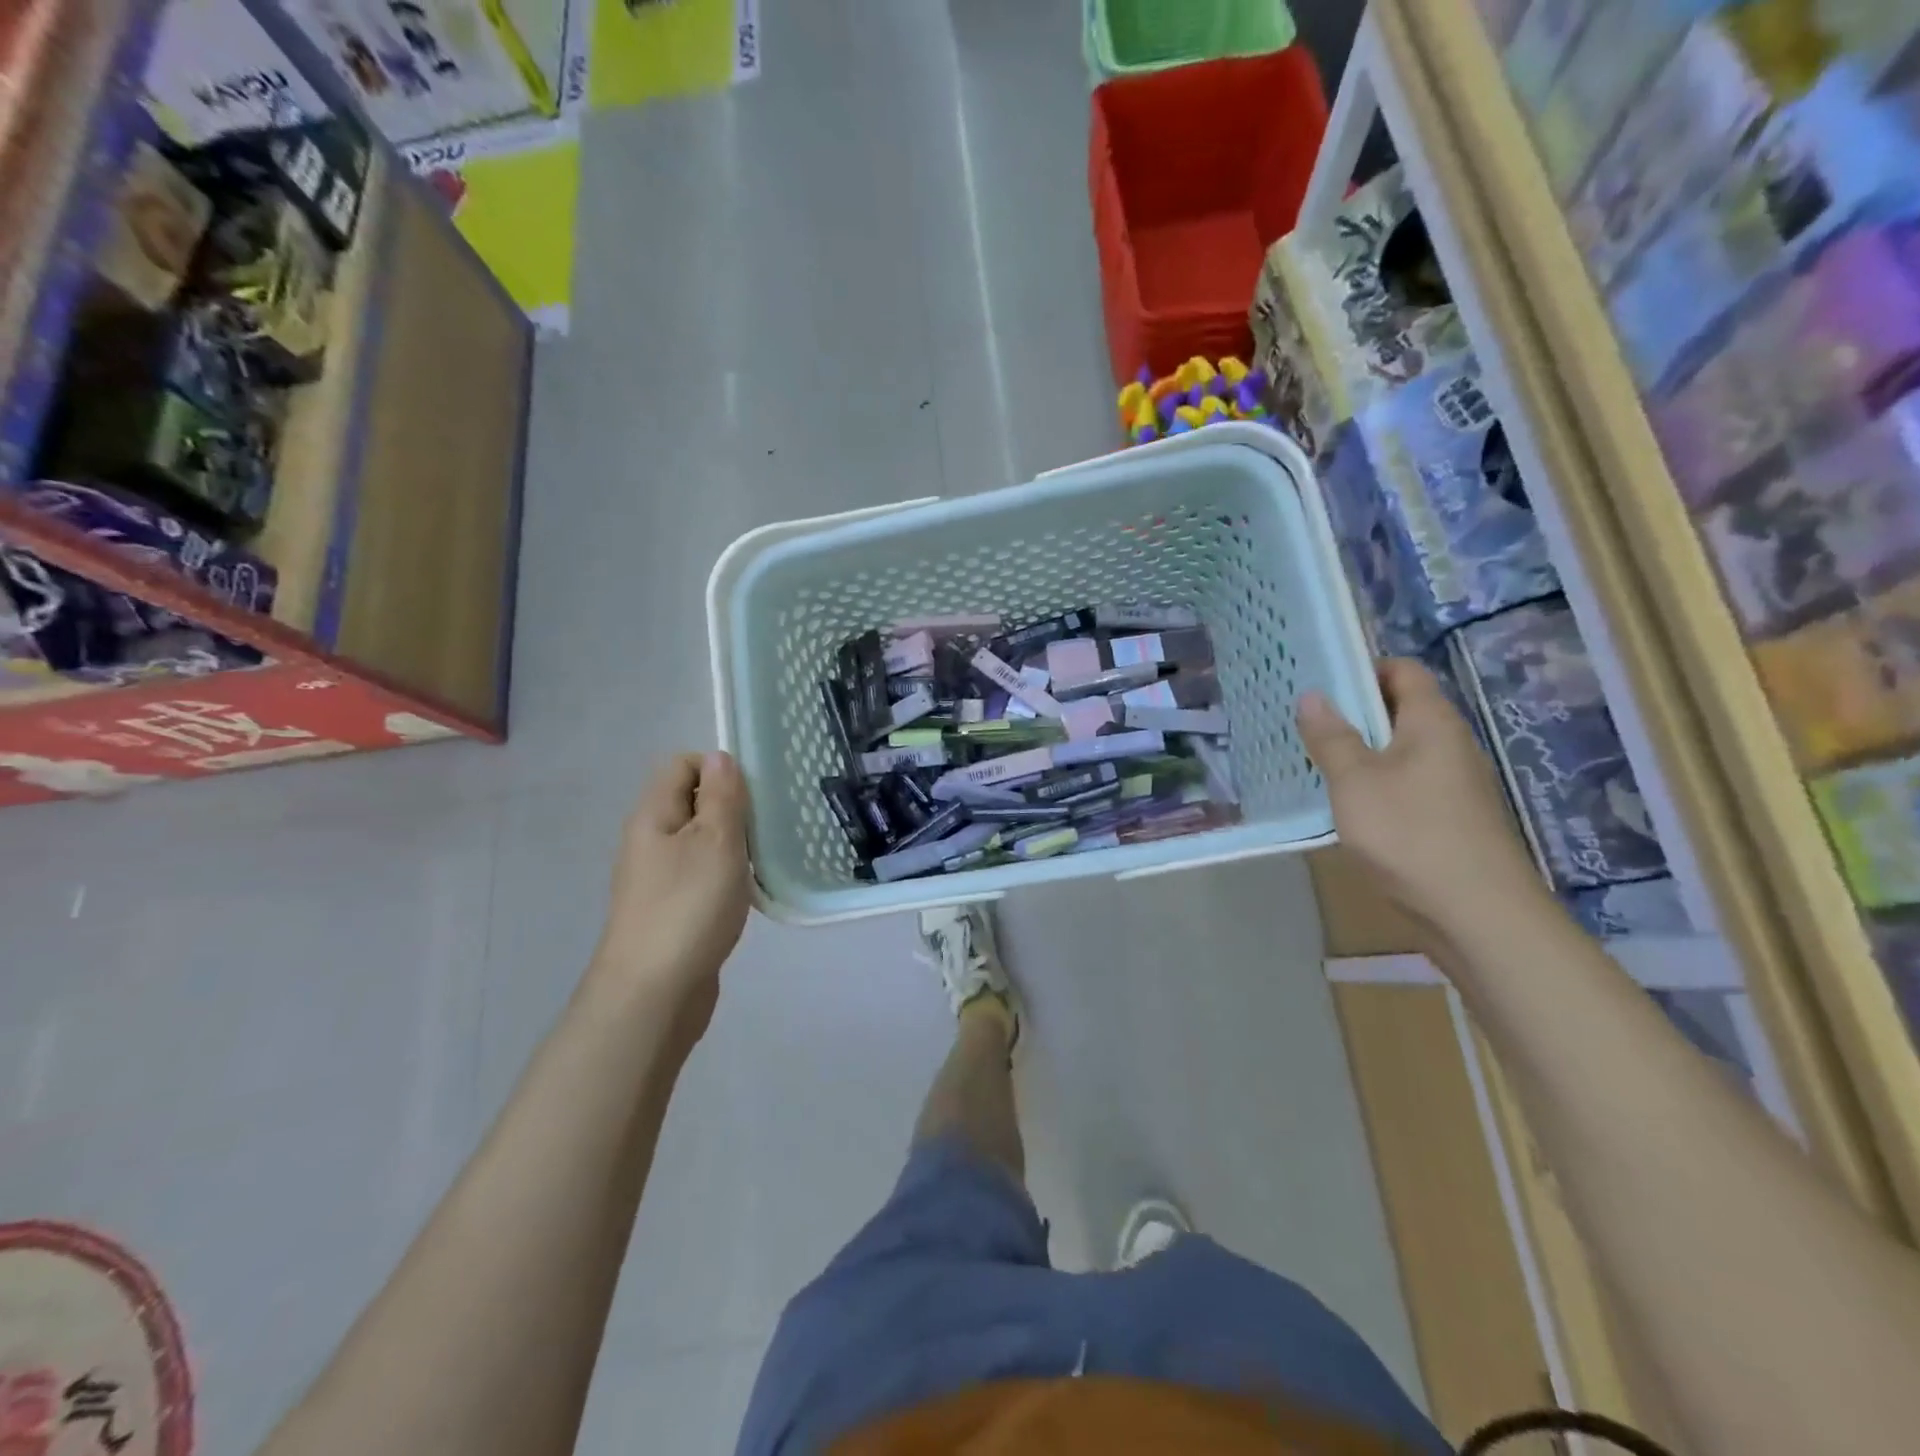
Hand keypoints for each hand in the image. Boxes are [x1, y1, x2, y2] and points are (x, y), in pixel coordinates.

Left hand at [589, 753, 752, 1049]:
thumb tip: (719, 757)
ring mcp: (657, 878)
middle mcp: (649, 840)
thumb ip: (721, 796)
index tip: (752, 795)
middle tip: (765, 828)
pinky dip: (725, 875)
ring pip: (699, 840)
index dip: (718, 769)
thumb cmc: (688, 907)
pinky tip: (746, 893)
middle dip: (731, 807)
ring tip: (763, 859)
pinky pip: (701, 874)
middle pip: (691, 802)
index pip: (681, 765)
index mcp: (653, 815)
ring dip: (732, 844)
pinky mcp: (670, 909)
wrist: (653, 993)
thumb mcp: (715, 841)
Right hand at [1298, 658, 1548, 941]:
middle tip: (1304, 723)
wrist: (1478, 913)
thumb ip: (1331, 737)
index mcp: (1432, 722)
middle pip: (1400, 710)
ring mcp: (1454, 783)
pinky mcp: (1451, 818)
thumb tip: (1312, 695)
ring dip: (1361, 752)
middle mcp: (1450, 744)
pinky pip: (1406, 784)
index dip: (1362, 669)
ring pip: (1400, 751)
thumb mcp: (1355, 781)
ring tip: (1315, 762)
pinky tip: (1347, 806)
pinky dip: (1375, 785)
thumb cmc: (1410, 834)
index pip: (1402, 671)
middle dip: (1353, 713)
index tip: (1318, 682)